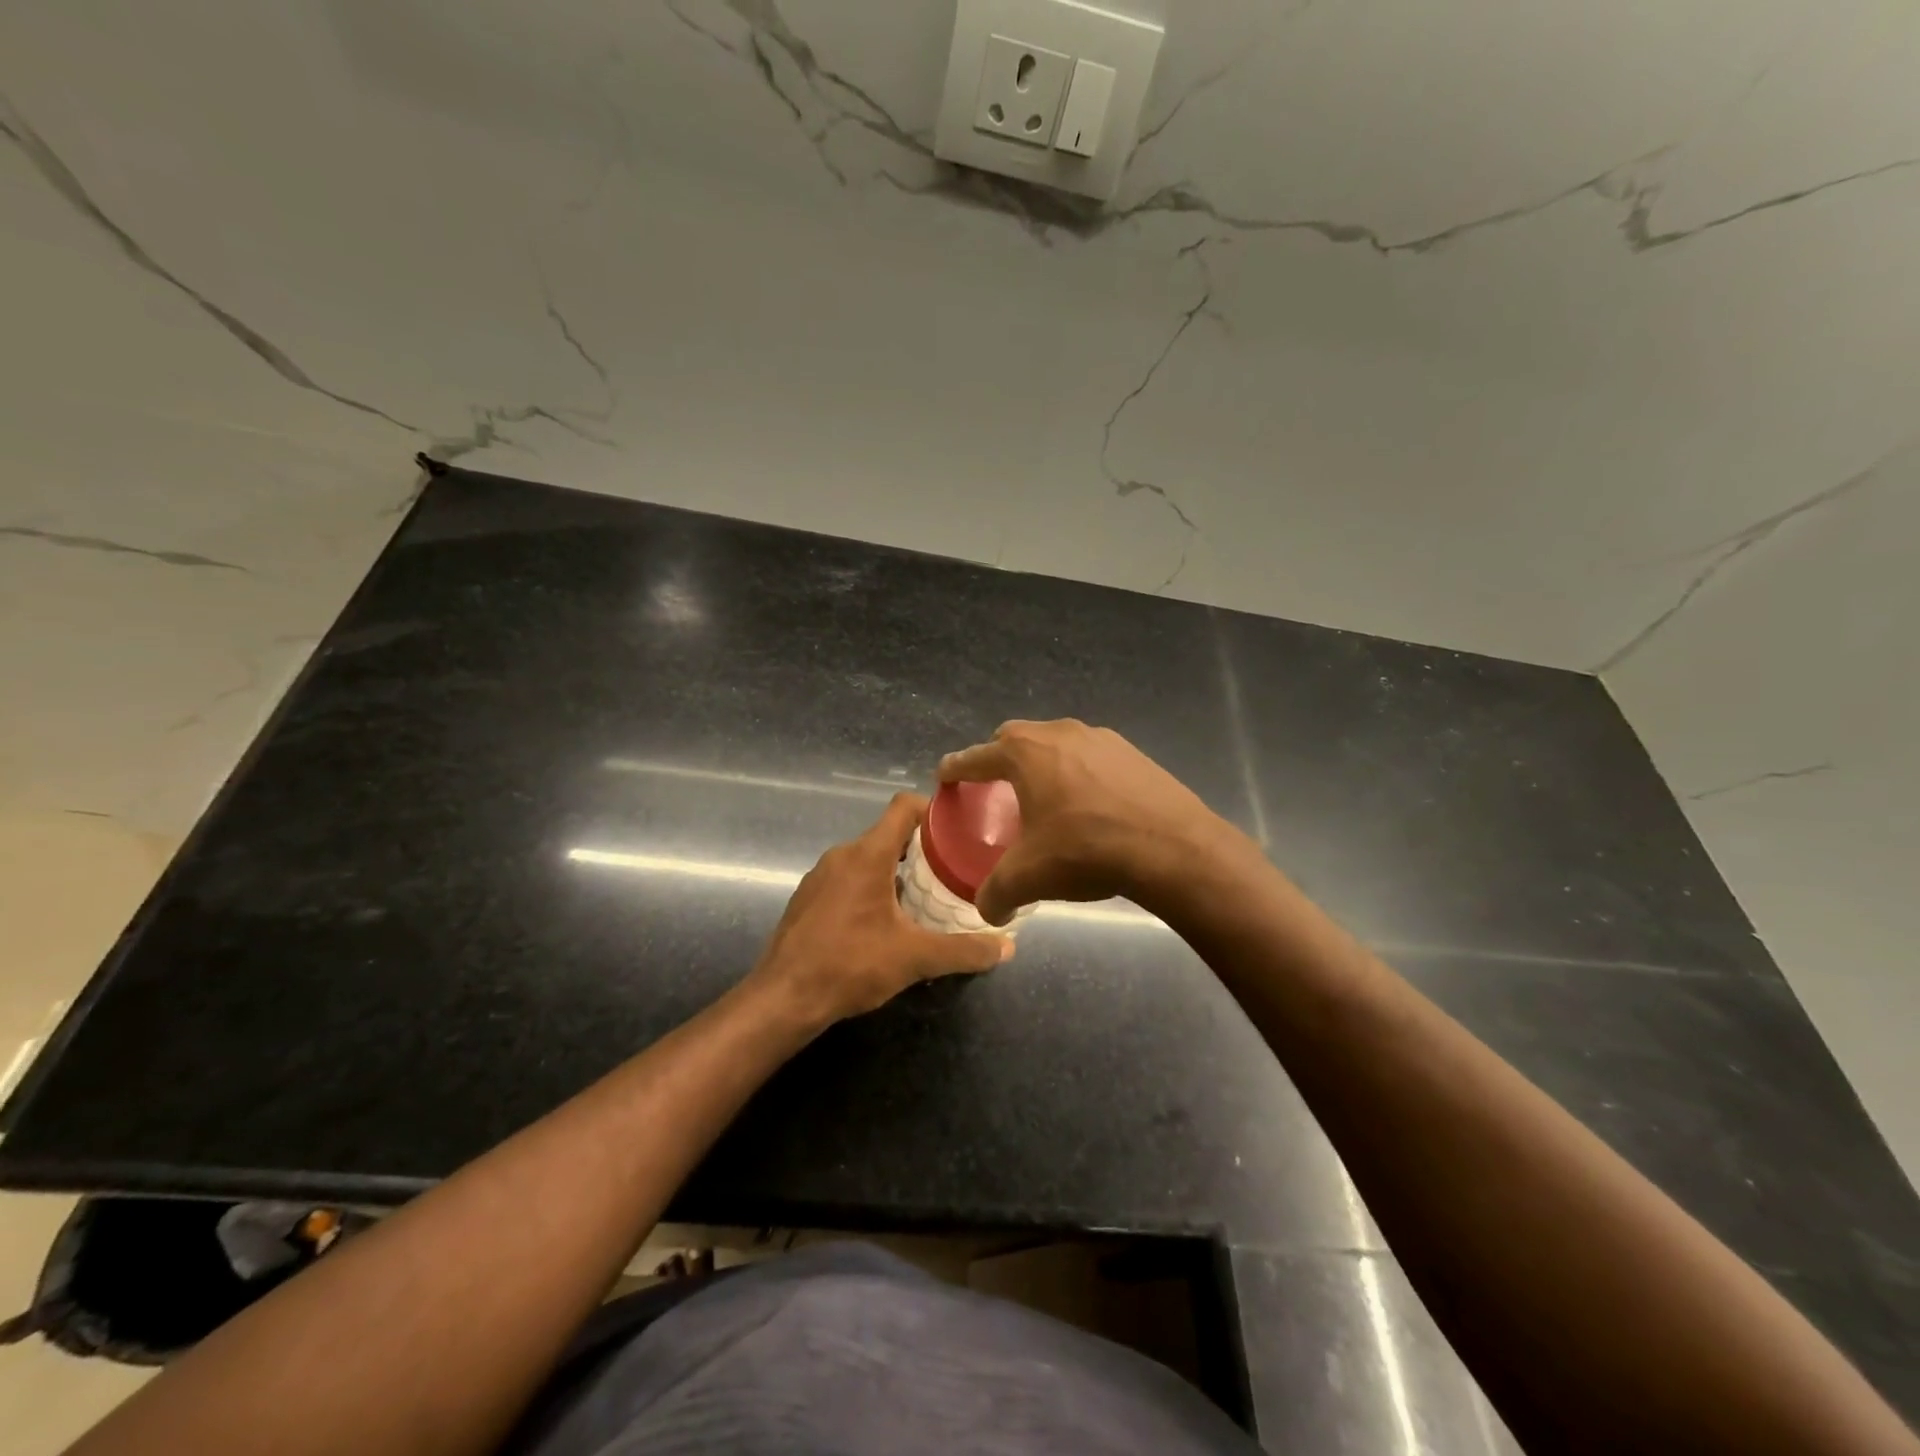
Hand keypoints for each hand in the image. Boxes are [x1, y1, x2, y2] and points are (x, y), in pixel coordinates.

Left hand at [747, 794, 1013, 1026]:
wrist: (783, 998)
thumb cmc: (851, 965)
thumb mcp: (916, 958)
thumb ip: (964, 950)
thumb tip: (1008, 947)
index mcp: (868, 854)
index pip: (903, 806)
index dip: (933, 810)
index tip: (959, 829)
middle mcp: (842, 855)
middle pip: (889, 834)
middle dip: (922, 849)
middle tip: (952, 871)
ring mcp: (820, 876)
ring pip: (867, 858)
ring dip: (896, 871)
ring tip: (924, 898)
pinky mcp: (808, 898)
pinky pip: (848, 879)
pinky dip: (871, 888)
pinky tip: (884, 922)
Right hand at [939, 719, 1230, 925]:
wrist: (1171, 847)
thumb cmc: (1085, 850)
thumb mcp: (1028, 877)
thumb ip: (995, 894)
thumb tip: (988, 911)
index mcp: (1024, 753)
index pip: (975, 756)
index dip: (956, 768)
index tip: (945, 776)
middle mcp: (1058, 733)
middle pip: (1015, 739)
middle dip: (1000, 759)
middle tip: (997, 788)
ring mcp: (1100, 738)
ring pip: (1057, 743)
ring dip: (1043, 764)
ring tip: (1046, 798)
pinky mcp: (1133, 752)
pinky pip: (1091, 756)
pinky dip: (1079, 773)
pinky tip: (1090, 805)